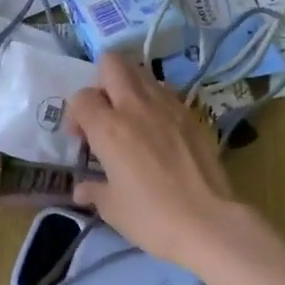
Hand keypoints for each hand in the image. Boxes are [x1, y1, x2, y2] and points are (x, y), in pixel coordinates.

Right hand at [66, 53, 241, 271]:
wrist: (208, 221)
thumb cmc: (152, 218)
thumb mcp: (113, 209)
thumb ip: (94, 191)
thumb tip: (82, 189)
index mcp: (109, 128)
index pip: (81, 98)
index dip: (76, 114)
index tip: (82, 138)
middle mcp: (135, 106)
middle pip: (112, 63)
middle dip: (102, 81)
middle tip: (105, 112)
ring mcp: (168, 106)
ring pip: (142, 72)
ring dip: (130, 87)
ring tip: (132, 118)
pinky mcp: (192, 114)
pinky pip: (166, 92)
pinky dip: (155, 100)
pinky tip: (158, 129)